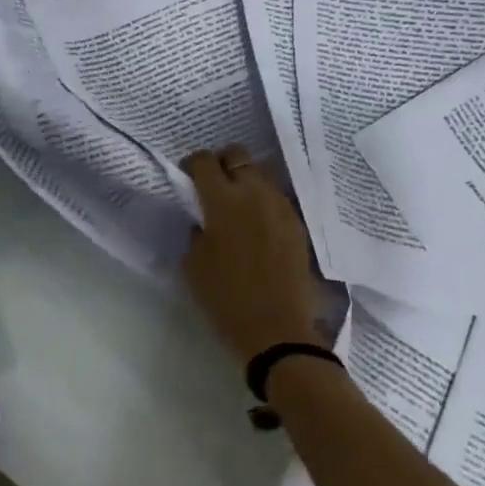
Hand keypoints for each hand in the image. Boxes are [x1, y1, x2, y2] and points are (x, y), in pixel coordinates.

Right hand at [181, 146, 322, 364]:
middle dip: (221, 163)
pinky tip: (256, 226)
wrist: (277, 330)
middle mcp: (254, 194)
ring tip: (236, 207)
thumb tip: (203, 221)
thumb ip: (196, 233)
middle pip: (237, 155)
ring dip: (244, 182)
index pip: (204, 162)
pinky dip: (263, 202)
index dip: (192, 165)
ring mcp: (280, 207)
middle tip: (212, 186)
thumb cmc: (226, 299)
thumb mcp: (194, 266)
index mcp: (222, 201)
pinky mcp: (297, 224)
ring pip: (260, 174)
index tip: (187, 179)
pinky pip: (276, 198)